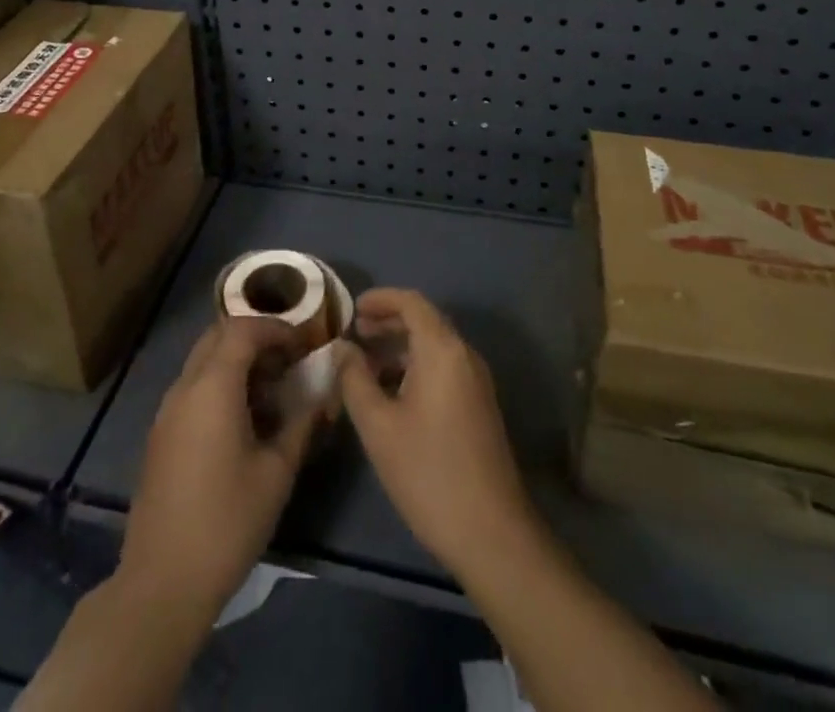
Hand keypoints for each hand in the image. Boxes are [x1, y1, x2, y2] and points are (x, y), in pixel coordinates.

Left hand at [117, 316, 321, 627]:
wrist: (162, 581)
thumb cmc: (227, 521)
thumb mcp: (277, 473)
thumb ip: (301, 424)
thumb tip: (321, 395)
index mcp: (212, 386)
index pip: (243, 329)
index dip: (276, 328)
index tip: (303, 344)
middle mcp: (185, 386)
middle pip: (218, 336)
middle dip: (255, 338)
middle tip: (288, 361)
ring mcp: (167, 410)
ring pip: (203, 361)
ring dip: (236, 361)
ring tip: (271, 390)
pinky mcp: (161, 434)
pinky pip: (193, 387)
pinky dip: (219, 384)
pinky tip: (244, 419)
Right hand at [336, 288, 536, 582]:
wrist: (491, 534)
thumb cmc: (428, 472)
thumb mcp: (378, 426)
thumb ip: (355, 379)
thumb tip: (343, 348)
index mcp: (442, 350)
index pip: (411, 302)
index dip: (380, 299)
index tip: (352, 309)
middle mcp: (464, 356)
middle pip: (424, 320)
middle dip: (388, 322)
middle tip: (355, 335)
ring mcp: (476, 382)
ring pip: (434, 346)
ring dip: (400, 347)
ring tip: (366, 365)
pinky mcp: (479, 406)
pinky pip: (444, 368)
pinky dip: (415, 366)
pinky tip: (391, 394)